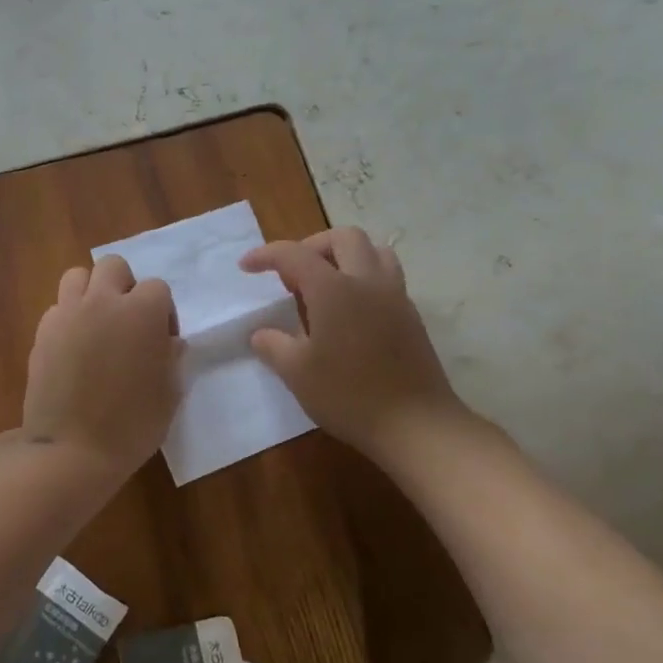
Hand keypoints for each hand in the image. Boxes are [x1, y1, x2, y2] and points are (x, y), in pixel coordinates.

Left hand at [22, 255, 180, 481]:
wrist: (71, 450)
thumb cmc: (132, 425)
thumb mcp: (169, 395)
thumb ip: (172, 359)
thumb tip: (170, 343)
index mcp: (142, 312)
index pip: (157, 288)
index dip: (163, 313)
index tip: (161, 342)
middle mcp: (103, 301)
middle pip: (113, 267)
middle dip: (124, 286)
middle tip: (128, 322)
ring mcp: (67, 314)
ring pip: (77, 276)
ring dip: (91, 292)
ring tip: (97, 324)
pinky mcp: (42, 332)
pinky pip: (57, 308)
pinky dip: (68, 318)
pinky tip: (73, 349)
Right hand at [240, 228, 483, 464]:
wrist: (415, 424)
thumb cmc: (349, 395)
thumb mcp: (297, 373)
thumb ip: (273, 345)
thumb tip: (262, 333)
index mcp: (333, 289)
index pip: (294, 255)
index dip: (266, 255)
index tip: (246, 266)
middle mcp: (366, 281)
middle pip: (343, 237)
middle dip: (311, 246)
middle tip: (293, 276)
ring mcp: (395, 296)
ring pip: (373, 251)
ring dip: (345, 256)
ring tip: (326, 285)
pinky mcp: (411, 316)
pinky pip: (387, 277)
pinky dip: (364, 278)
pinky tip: (350, 312)